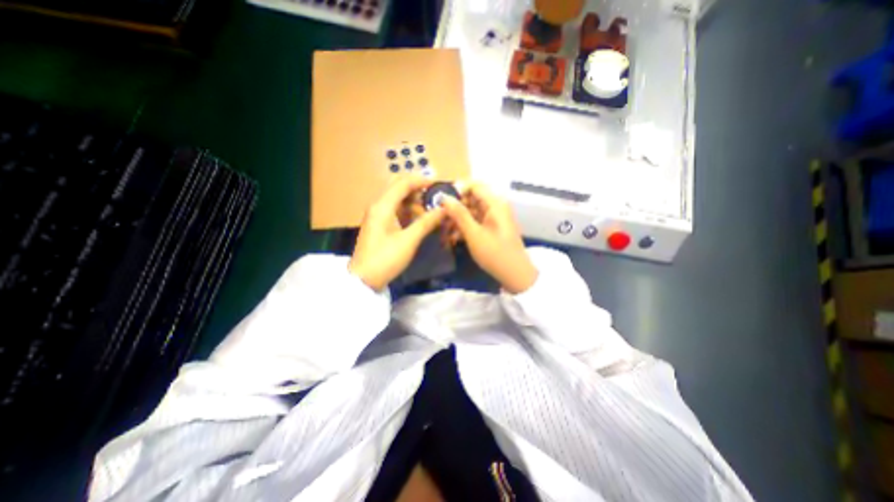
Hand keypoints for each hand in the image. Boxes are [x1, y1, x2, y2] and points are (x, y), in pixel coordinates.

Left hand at [349, 174, 446, 289]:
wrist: (364, 279)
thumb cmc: (386, 259)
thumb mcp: (409, 240)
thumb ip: (426, 222)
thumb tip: (444, 209)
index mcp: (382, 206)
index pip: (403, 183)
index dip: (421, 181)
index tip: (439, 184)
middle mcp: (377, 205)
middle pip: (398, 187)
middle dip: (417, 189)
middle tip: (434, 196)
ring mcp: (376, 214)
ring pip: (396, 198)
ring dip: (413, 201)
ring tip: (430, 211)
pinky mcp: (378, 223)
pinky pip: (394, 209)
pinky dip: (407, 210)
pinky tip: (418, 219)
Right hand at [440, 180, 536, 292]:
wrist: (515, 275)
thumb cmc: (495, 253)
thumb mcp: (473, 234)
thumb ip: (459, 214)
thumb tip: (444, 197)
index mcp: (495, 203)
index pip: (474, 185)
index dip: (457, 190)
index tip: (442, 201)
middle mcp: (496, 206)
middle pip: (472, 198)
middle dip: (455, 207)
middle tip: (440, 218)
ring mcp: (494, 217)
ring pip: (472, 211)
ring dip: (457, 219)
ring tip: (444, 232)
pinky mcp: (492, 227)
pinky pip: (476, 221)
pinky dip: (465, 227)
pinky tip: (454, 238)